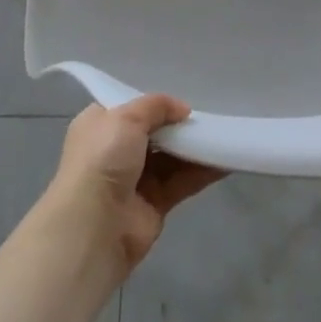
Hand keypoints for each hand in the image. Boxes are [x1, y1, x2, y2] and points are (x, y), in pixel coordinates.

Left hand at [45, 94, 226, 275]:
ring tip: (223, 133)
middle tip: (208, 114)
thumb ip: (156, 106)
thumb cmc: (103, 159)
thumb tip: (183, 110)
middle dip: (178, 125)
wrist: (95, 224)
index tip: (181, 97)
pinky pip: (182, 181)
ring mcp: (134, 180)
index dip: (153, 104)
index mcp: (99, 127)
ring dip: (195, 147)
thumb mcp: (126, 117)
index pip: (128, 109)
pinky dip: (202, 171)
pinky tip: (225, 160)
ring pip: (171, 158)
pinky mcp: (154, 204)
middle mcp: (114, 152)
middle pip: (154, 133)